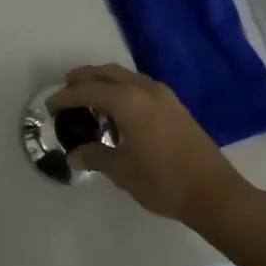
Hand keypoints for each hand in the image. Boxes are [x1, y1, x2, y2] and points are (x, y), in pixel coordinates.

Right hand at [50, 64, 252, 226]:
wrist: (214, 192)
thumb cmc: (163, 181)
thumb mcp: (122, 171)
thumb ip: (95, 156)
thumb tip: (73, 155)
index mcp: (126, 100)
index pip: (87, 90)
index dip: (65, 96)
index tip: (50, 105)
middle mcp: (143, 88)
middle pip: (105, 73)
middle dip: (83, 79)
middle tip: (67, 92)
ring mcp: (162, 94)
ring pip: (124, 76)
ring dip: (104, 83)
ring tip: (91, 102)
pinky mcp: (174, 105)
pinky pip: (138, 86)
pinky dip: (122, 90)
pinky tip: (119, 113)